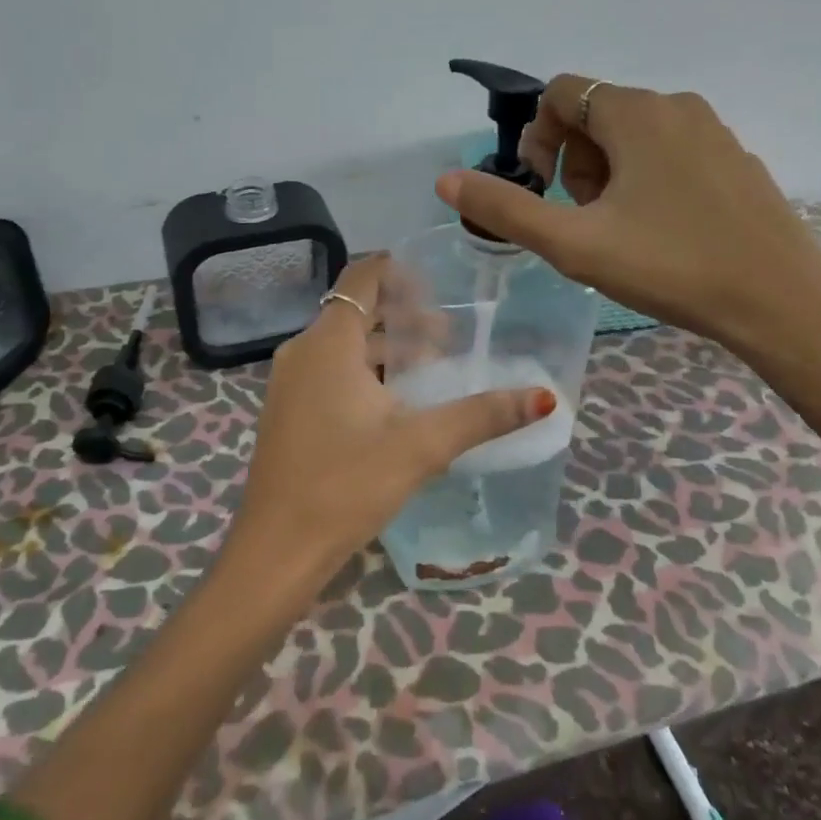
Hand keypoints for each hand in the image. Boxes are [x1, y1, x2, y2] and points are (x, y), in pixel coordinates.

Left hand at [226, 257, 555, 588]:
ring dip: (388, 347)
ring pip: (345, 344)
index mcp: (328, 343)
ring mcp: (291, 382)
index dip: (398, 269)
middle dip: (405, 315)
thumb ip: (482, 415)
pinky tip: (398, 402)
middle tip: (451, 335)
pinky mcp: (290, 410)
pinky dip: (366, 371)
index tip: (439, 279)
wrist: (276, 550)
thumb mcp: (421, 446)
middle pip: (358, 311)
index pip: (362, 277)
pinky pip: (332, 371)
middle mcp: (303, 351)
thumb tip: (544, 396)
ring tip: (434, 368)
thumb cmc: (345, 486)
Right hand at [436, 75, 820, 367]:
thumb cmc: (670, 266)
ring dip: (608, 174)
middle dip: (573, 161)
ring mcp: (714, 132)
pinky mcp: (736, 161)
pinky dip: (647, 181)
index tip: (545, 190)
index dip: (537, 138)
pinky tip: (661, 233)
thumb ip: (505, 208)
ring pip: (634, 135)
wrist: (782, 304)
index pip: (562, 93)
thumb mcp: (573, 243)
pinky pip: (671, 153)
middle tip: (584, 218)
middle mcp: (676, 106)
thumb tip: (446, 180)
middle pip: (596, 114)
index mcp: (636, 112)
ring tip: (619, 230)